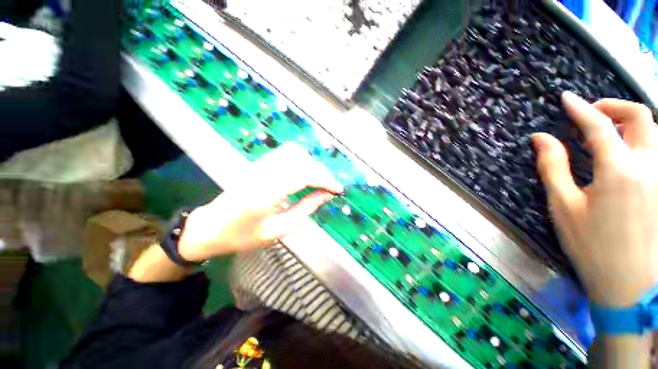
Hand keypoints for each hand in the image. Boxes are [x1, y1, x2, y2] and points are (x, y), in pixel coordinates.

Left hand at [178, 144, 343, 261]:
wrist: (209, 228)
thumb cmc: (242, 236)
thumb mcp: (278, 230)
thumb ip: (305, 208)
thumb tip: (326, 195)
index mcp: (264, 194)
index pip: (303, 175)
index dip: (324, 180)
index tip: (338, 189)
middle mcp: (261, 173)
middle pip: (300, 160)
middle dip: (321, 172)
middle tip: (330, 187)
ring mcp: (257, 165)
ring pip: (293, 153)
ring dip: (311, 165)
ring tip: (320, 181)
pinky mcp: (257, 164)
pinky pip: (284, 154)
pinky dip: (301, 161)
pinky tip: (305, 174)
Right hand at [533, 92, 657, 306]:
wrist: (629, 284)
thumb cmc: (591, 245)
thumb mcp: (564, 206)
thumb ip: (553, 167)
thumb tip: (541, 138)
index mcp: (619, 171)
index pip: (598, 126)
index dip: (579, 108)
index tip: (566, 98)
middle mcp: (648, 165)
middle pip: (640, 117)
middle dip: (613, 107)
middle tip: (591, 113)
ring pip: (653, 131)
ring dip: (629, 122)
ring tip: (607, 131)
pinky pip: (656, 150)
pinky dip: (639, 140)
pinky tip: (625, 151)